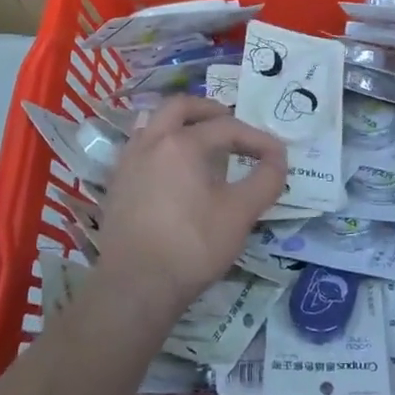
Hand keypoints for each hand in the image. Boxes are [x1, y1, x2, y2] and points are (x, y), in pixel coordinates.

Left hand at [95, 95, 286, 315]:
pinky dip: (162, 146)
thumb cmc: (192, 246)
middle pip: (179, 107)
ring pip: (154, 124)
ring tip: (201, 144)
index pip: (227, 127)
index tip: (277, 155)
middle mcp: (150, 142)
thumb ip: (266, 180)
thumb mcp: (241, 213)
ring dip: (180, 125)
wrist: (136, 286)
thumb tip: (278, 159)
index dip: (256, 138)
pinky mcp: (116, 185)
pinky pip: (141, 148)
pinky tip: (174, 173)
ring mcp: (128, 162)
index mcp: (182, 143)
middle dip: (209, 110)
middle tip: (230, 124)